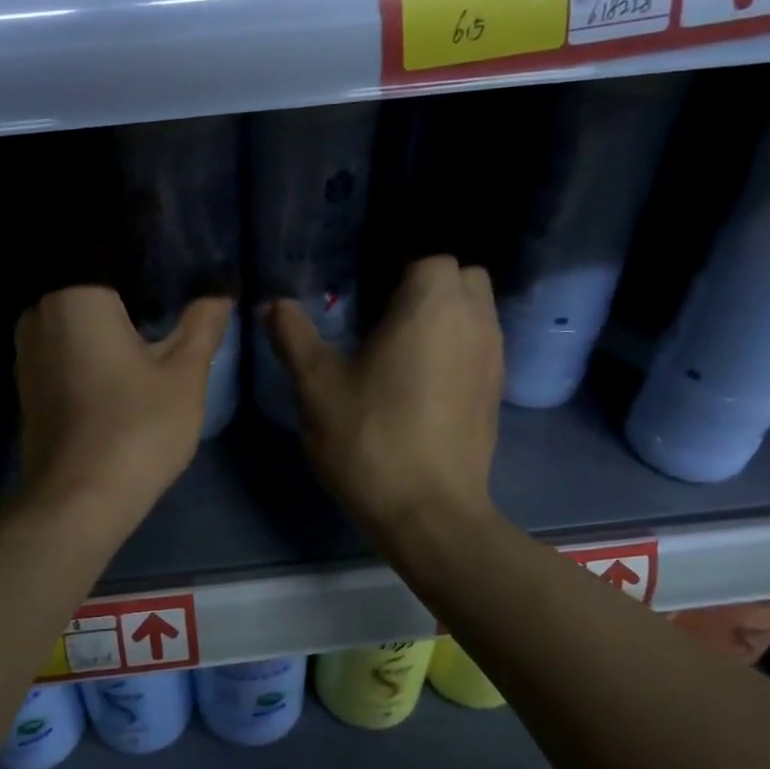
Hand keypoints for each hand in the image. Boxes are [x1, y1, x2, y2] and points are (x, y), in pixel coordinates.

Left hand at [15, 287, 231, 529]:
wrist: (78, 501)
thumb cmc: (136, 427)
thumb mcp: (184, 375)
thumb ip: (203, 326)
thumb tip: (219, 294)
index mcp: (74, 296)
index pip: (112, 257)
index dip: (149, 263)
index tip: (179, 269)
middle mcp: (39, 314)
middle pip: (91, 289)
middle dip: (129, 295)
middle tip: (171, 300)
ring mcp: (25, 353)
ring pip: (75, 322)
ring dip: (107, 325)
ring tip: (149, 330)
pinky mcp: (26, 387)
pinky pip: (63, 350)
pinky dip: (89, 351)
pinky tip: (118, 367)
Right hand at [266, 256, 501, 546]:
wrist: (429, 512)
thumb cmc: (369, 439)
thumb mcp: (317, 386)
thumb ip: (294, 336)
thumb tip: (273, 304)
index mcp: (431, 306)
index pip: (429, 256)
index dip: (397, 264)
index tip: (365, 286)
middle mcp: (474, 321)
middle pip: (463, 277)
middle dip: (429, 283)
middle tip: (385, 312)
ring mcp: (493, 357)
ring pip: (478, 312)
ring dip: (447, 315)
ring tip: (401, 345)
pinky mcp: (496, 392)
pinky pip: (481, 347)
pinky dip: (457, 347)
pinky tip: (421, 380)